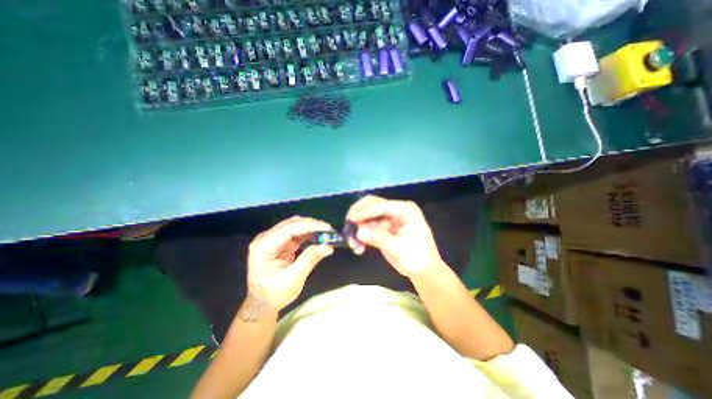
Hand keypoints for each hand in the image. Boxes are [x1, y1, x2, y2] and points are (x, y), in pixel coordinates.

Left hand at [240, 215, 335, 319]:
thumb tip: (328, 246)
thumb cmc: (274, 294)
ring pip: (295, 226)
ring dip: (311, 228)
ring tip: (326, 234)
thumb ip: (310, 259)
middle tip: (330, 231)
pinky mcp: (278, 242)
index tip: (328, 228)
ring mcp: (272, 239)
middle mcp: (266, 238)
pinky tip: (318, 238)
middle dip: (312, 225)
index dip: (310, 226)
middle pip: (292, 224)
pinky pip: (296, 233)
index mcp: (264, 246)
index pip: (290, 228)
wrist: (262, 304)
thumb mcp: (293, 279)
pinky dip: (308, 234)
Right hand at [343, 196, 439, 277]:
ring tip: (353, 244)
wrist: (423, 270)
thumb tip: (358, 232)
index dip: (365, 211)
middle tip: (348, 226)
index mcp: (405, 210)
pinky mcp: (385, 227)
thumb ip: (378, 238)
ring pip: (368, 216)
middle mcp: (397, 210)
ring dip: (359, 228)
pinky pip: (369, 226)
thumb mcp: (398, 249)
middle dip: (359, 216)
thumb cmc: (417, 258)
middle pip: (373, 205)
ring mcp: (390, 218)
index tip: (351, 220)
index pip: (382, 206)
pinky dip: (362, 235)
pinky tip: (358, 247)